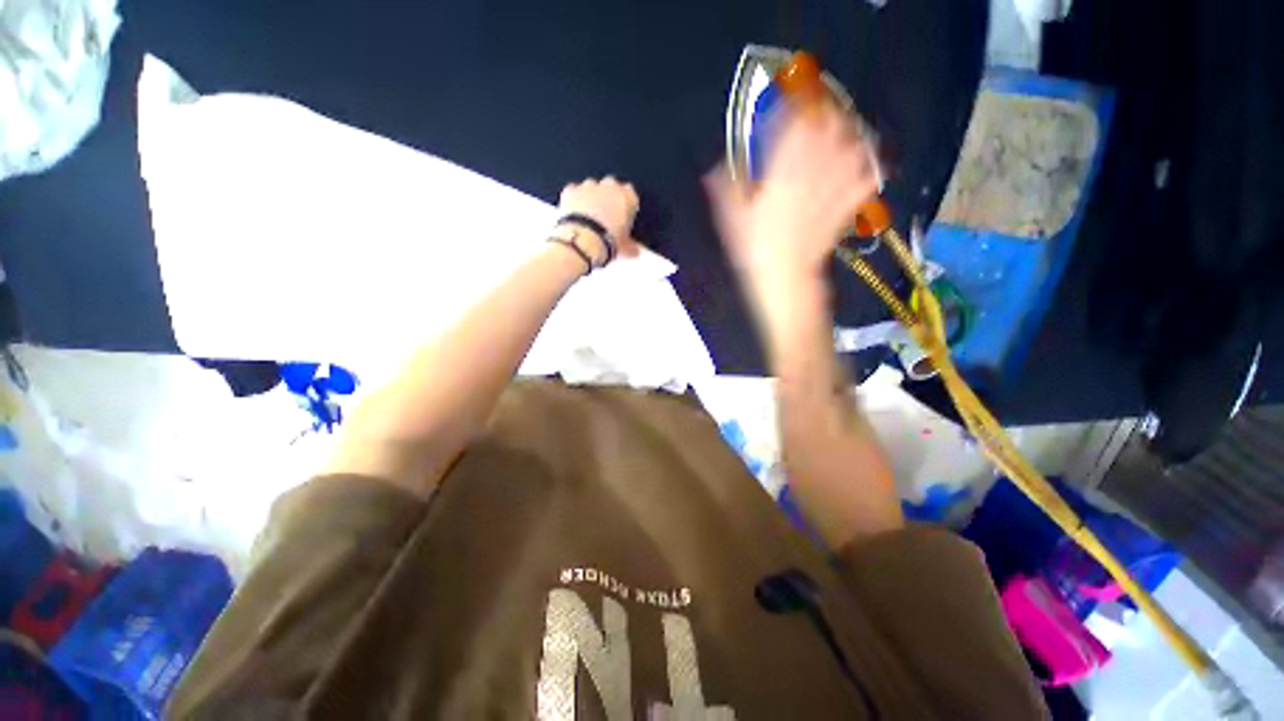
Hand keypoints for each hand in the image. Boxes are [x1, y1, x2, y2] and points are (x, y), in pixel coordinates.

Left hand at [557, 177, 641, 264]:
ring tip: (589, 217)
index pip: (631, 194)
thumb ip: (631, 246)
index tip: (623, 217)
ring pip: (591, 186)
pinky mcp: (571, 191)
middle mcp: (609, 187)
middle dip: (609, 196)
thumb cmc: (607, 241)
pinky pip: (573, 191)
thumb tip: (634, 251)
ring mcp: (589, 187)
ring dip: (591, 197)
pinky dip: (574, 199)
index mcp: (627, 197)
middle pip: (611, 185)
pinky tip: (574, 213)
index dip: (626, 206)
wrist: (584, 241)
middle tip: (606, 216)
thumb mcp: (625, 247)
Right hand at [705, 106, 878, 293]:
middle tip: (822, 109)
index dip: (794, 106)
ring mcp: (832, 188)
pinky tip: (866, 165)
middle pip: (829, 128)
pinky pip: (866, 179)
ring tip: (844, 132)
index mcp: (782, 173)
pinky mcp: (845, 206)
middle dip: (827, 112)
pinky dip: (870, 168)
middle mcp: (812, 173)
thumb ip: (726, 189)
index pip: (793, 126)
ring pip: (852, 147)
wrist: (785, 276)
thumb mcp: (732, 218)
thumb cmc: (755, 248)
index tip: (790, 96)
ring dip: (850, 134)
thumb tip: (715, 168)